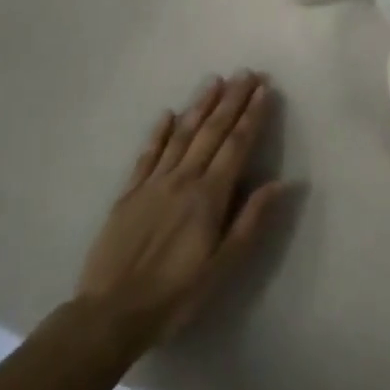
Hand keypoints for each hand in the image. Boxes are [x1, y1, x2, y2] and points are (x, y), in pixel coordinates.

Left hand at [77, 72, 286, 340]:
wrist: (109, 315)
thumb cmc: (174, 295)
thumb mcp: (222, 267)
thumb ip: (250, 221)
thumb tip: (280, 183)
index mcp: (209, 196)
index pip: (236, 145)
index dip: (252, 115)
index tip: (264, 89)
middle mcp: (183, 180)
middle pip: (212, 132)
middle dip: (231, 100)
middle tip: (246, 73)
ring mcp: (153, 184)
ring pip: (181, 135)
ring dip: (199, 106)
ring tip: (214, 81)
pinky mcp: (128, 194)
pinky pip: (147, 155)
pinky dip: (159, 132)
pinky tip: (167, 114)